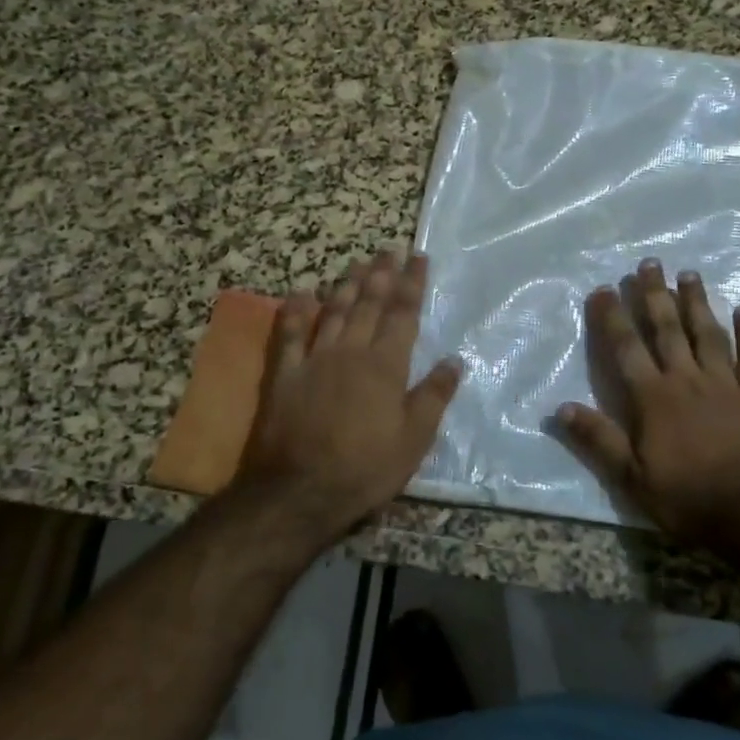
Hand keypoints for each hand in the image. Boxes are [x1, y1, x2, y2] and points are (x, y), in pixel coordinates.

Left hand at [230, 251, 460, 549]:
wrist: (298, 490)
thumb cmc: (364, 468)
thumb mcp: (413, 440)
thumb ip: (434, 396)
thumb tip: (455, 360)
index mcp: (386, 365)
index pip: (403, 314)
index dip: (412, 284)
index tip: (419, 257)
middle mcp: (351, 351)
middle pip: (368, 303)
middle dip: (382, 274)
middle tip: (389, 248)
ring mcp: (314, 358)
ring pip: (333, 310)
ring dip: (346, 283)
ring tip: (357, 262)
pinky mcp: (285, 373)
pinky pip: (289, 333)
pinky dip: (295, 310)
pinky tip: (301, 291)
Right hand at [558, 259, 739, 547]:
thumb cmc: (687, 497)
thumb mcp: (631, 477)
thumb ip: (598, 439)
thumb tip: (561, 408)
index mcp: (653, 397)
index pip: (626, 348)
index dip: (613, 316)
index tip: (603, 289)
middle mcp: (686, 379)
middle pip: (667, 329)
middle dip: (655, 294)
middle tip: (650, 263)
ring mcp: (725, 384)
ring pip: (708, 334)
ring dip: (697, 302)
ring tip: (689, 274)